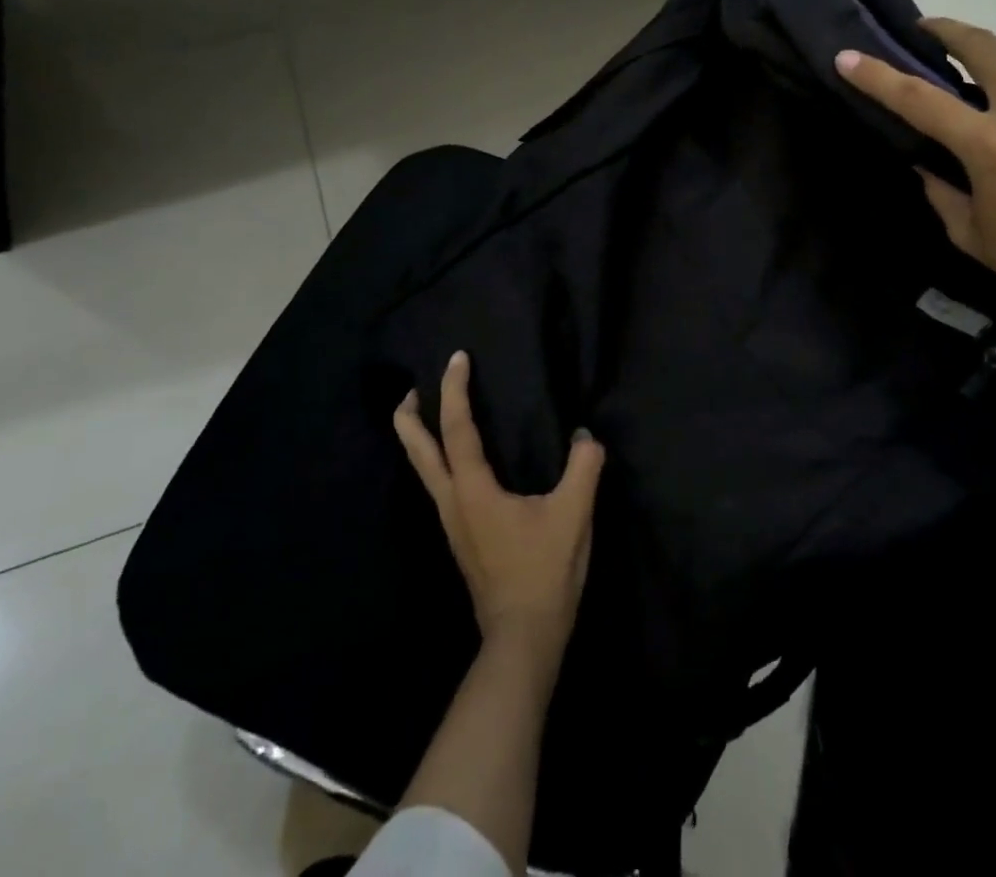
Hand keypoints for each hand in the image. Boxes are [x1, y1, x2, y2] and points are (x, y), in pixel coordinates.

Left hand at [394, 351, 604, 661]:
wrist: (522, 637)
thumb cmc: (544, 572)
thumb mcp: (573, 515)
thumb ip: (583, 468)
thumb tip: (585, 435)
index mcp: (474, 490)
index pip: (457, 428)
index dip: (455, 390)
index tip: (456, 358)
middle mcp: (453, 502)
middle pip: (419, 452)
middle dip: (410, 418)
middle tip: (413, 389)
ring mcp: (453, 523)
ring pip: (425, 471)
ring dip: (421, 439)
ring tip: (431, 417)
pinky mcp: (462, 537)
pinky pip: (441, 485)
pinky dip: (439, 460)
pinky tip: (461, 463)